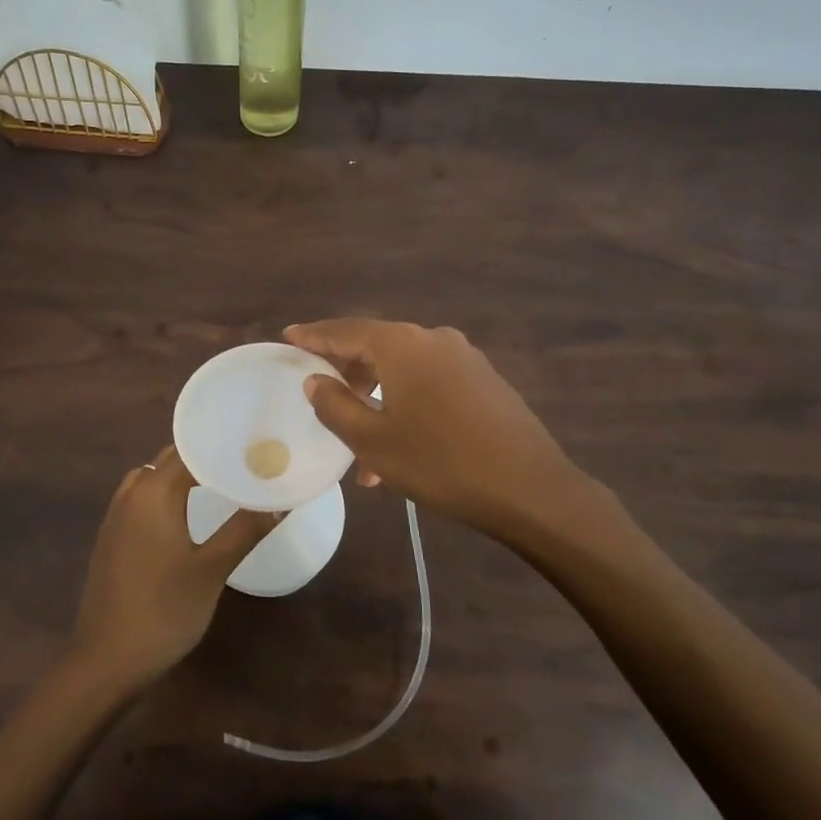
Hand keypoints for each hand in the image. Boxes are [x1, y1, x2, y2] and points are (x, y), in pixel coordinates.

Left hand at [70, 446, 273, 693]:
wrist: (108, 660)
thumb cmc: (164, 610)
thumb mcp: (212, 569)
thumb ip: (245, 530)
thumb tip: (280, 501)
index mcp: (152, 493)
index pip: (188, 450)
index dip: (219, 443)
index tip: (251, 442)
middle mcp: (130, 495)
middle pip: (168, 460)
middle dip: (203, 457)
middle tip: (243, 461)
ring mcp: (115, 518)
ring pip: (151, 479)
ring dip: (181, 476)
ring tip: (218, 483)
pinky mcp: (111, 540)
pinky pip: (141, 500)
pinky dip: (164, 495)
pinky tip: (186, 516)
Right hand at [284, 319, 618, 553]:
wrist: (531, 488)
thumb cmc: (440, 462)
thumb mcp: (373, 441)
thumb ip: (336, 405)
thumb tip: (315, 379)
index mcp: (402, 345)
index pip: (346, 331)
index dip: (314, 336)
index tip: (289, 336)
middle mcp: (433, 340)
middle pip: (377, 347)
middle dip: (347, 374)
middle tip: (320, 394)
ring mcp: (465, 359)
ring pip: (404, 372)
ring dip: (377, 401)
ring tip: (360, 450)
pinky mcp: (485, 381)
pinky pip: (431, 384)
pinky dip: (406, 405)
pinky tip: (401, 447)